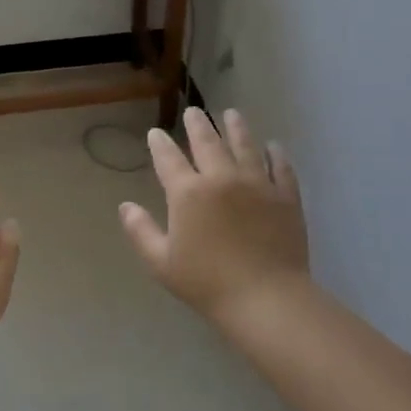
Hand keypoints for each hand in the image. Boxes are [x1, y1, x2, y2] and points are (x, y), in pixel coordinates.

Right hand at [119, 108, 310, 323]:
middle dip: (198, 124)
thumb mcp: (161, 262)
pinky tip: (274, 146)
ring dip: (236, 128)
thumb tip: (126, 206)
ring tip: (231, 114)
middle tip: (194, 112)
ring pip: (245, 146)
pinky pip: (281, 168)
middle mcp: (221, 178)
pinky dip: (276, 154)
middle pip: (208, 142)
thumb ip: (141, 231)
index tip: (155, 132)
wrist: (266, 298)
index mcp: (188, 193)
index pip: (168, 158)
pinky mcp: (285, 197)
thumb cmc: (207, 283)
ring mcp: (257, 184)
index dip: (160, 144)